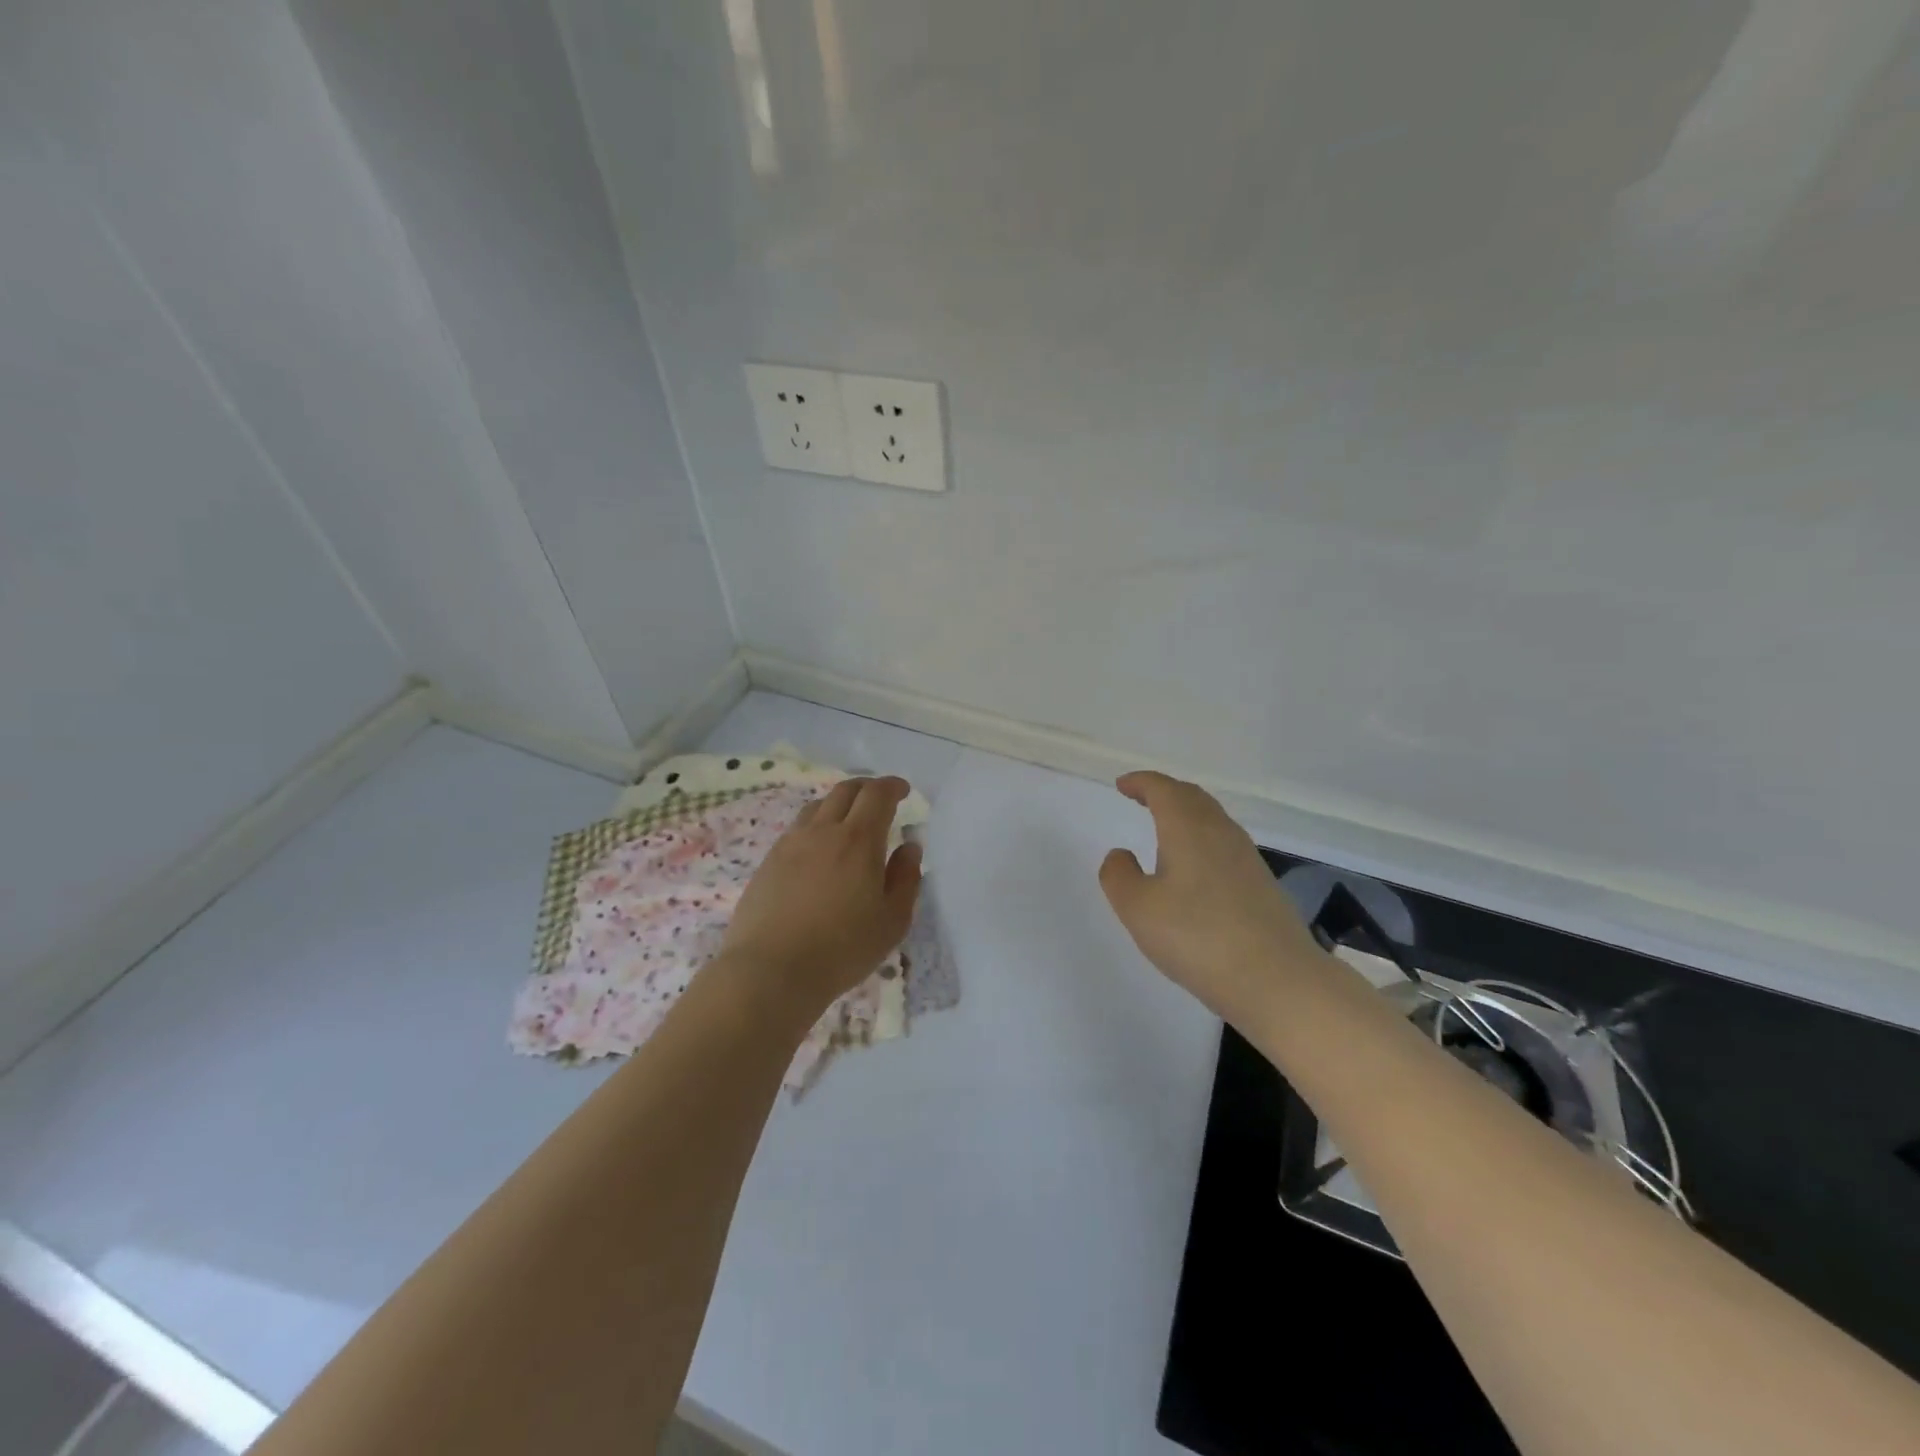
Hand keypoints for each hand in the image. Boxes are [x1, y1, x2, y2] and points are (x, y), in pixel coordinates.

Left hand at [722, 776, 922, 1016]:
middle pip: (844, 790)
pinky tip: (818, 850)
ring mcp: (790, 844)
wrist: (770, 971)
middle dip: (867, 788)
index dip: (892, 786)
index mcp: (858, 840)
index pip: (877, 795)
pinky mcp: (768, 862)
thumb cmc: (841, 949)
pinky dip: (815, 825)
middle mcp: (823, 831)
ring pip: (817, 807)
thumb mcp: (891, 921)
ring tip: (848, 822)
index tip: (903, 791)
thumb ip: (906, 879)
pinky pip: (796, 829)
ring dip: (838, 804)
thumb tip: (909, 847)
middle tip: (880, 799)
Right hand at [1099, 771, 1329, 1024]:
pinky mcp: (1262, 883)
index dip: (1141, 782)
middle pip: (1192, 797)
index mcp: (1188, 828)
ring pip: (1212, 819)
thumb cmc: (1198, 938)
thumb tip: (1121, 854)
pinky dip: (1202, 839)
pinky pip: (1224, 843)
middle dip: (1164, 792)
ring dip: (1185, 815)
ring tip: (1164, 829)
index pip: (1163, 789)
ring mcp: (1246, 857)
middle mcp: (1220, 832)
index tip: (1122, 785)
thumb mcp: (1138, 909)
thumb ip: (1119, 876)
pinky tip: (1194, 868)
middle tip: (1141, 798)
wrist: (1278, 980)